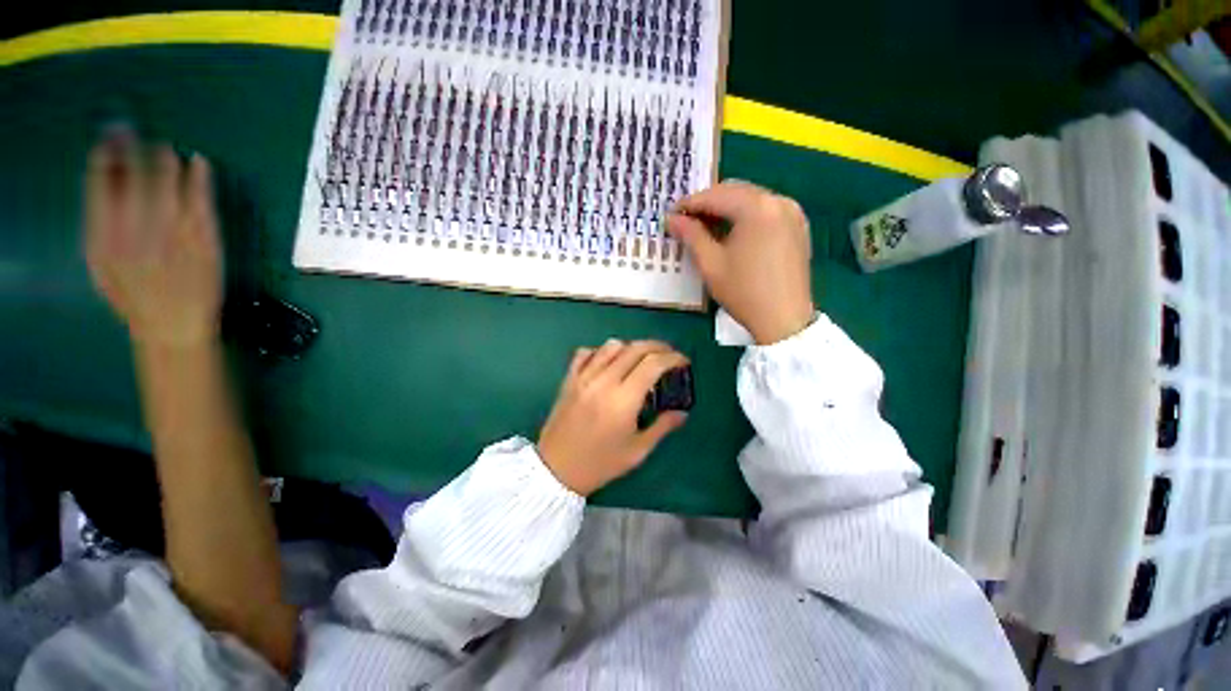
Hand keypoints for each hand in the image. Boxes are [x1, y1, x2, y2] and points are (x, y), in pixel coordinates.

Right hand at [84, 131, 222, 347]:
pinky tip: (199, 162)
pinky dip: (200, 178)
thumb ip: (100, 226)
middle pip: (134, 176)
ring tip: (163, 147)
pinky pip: (202, 201)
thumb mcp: (102, 265)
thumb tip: (105, 184)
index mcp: (104, 237)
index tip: (108, 140)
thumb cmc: (134, 297)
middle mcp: (137, 230)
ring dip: (165, 159)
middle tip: (132, 131)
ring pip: (168, 183)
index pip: (100, 183)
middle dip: (132, 147)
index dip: (105, 155)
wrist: (174, 324)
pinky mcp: (204, 239)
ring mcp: (173, 233)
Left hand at [537, 340, 689, 495]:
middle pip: (635, 348)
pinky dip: (601, 351)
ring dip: (631, 347)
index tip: (683, 361)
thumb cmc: (600, 464)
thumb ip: (662, 427)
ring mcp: (583, 377)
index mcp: (623, 400)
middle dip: (658, 346)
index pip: (653, 364)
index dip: (673, 358)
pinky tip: (608, 363)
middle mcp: (604, 381)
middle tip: (669, 355)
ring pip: (611, 345)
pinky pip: (586, 353)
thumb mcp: (637, 451)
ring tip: (640, 359)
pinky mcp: (569, 379)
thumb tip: (682, 413)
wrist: (556, 470)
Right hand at [667, 180, 814, 344]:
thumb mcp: (711, 263)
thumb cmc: (743, 292)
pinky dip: (746, 214)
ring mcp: (792, 212)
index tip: (671, 214)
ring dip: (727, 207)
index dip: (690, 203)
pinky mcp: (798, 226)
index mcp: (757, 207)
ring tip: (706, 226)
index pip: (715, 196)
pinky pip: (766, 210)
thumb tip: (672, 218)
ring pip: (751, 198)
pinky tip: (733, 231)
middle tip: (687, 220)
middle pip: (735, 190)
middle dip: (708, 202)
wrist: (784, 320)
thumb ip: (691, 235)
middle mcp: (778, 200)